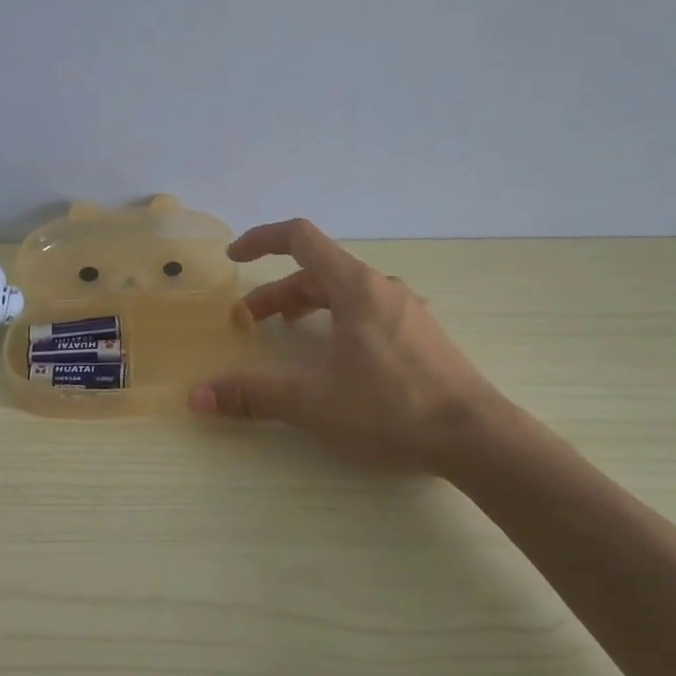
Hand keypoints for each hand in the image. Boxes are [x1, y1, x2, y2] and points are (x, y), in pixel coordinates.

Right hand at [188, 219, 514, 472]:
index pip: (300, 237)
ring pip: (344, 293)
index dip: (261, 240)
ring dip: (307, 306)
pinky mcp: (421, 333)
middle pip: (318, 271)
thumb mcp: (314, 402)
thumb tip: (198, 396)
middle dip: (277, 292)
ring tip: (288, 332)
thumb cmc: (391, 407)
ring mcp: (406, 309)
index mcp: (354, 286)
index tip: (234, 257)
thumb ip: (254, 395)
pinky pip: (368, 311)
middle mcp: (381, 286)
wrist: (477, 437)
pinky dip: (337, 320)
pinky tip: (338, 356)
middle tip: (249, 322)